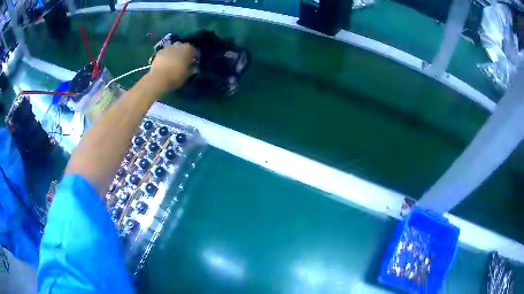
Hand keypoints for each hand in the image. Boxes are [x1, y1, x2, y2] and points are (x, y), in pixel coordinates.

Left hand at [149, 42, 196, 91]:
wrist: (158, 79)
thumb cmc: (176, 76)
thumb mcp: (188, 75)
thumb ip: (192, 69)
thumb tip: (194, 68)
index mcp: (189, 49)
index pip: (196, 52)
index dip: (196, 58)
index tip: (195, 64)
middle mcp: (179, 45)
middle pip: (183, 48)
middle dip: (184, 54)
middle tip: (184, 62)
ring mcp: (167, 47)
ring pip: (174, 50)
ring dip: (175, 54)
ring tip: (173, 63)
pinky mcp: (158, 52)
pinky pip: (165, 53)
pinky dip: (166, 57)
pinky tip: (166, 64)